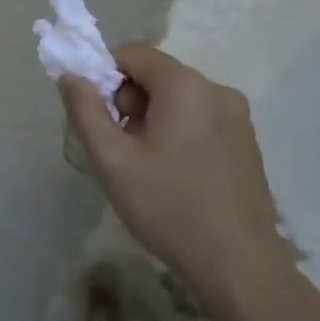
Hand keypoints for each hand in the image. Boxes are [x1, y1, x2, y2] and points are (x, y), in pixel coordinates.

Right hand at [60, 45, 285, 301]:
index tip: (97, 117)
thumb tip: (71, 74)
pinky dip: (179, 133)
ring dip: (153, 120)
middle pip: (157, 76)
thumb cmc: (169, 207)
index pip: (133, 54)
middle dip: (129, 102)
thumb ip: (85, 110)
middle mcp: (217, 90)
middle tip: (120, 149)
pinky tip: (176, 176)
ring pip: (179, 99)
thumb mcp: (112, 160)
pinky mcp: (248, 142)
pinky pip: (201, 119)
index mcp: (185, 85)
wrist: (239, 266)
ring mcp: (238, 117)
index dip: (105, 76)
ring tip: (147, 168)